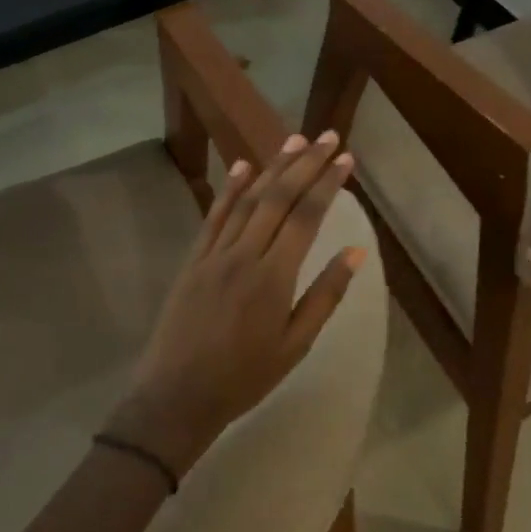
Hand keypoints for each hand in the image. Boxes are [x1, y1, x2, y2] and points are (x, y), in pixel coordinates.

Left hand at [107, 131, 367, 476]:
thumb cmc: (244, 377)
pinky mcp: (193, 259)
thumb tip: (354, 252)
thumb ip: (325, 296)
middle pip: (277, 198)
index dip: (327, 184)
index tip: (345, 158)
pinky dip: (230, 188)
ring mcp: (214, 254)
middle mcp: (244, 255)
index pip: (306, 217)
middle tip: (326, 136)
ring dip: (272, 167)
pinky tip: (243, 167)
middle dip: (305, 164)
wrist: (177, 395)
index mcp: (274, 277)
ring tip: (294, 140)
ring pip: (246, 200)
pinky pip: (214, 216)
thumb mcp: (295, 345)